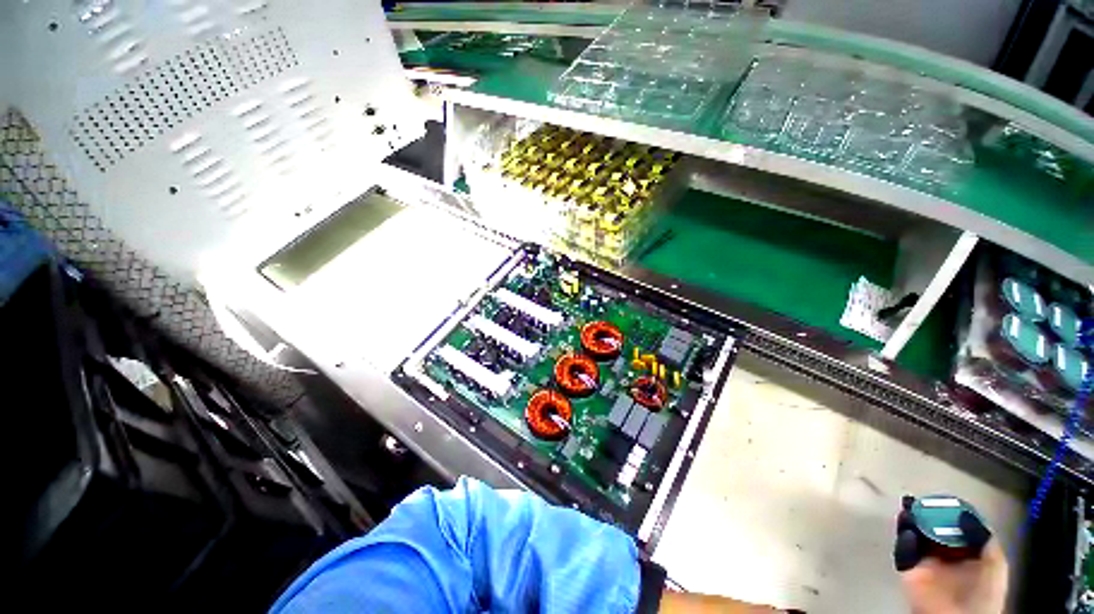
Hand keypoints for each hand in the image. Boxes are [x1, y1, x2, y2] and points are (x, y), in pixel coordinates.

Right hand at [894, 502, 1008, 613]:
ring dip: (911, 522)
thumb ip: (985, 540)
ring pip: (915, 537)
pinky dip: (904, 540)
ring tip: (910, 508)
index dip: (951, 514)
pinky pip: (904, 552)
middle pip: (933, 530)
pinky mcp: (909, 570)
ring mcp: (926, 564)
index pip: (956, 529)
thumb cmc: (983, 594)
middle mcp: (946, 557)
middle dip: (925, 515)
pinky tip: (908, 531)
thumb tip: (965, 514)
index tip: (945, 502)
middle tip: (921, 501)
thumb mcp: (994, 565)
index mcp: (967, 555)